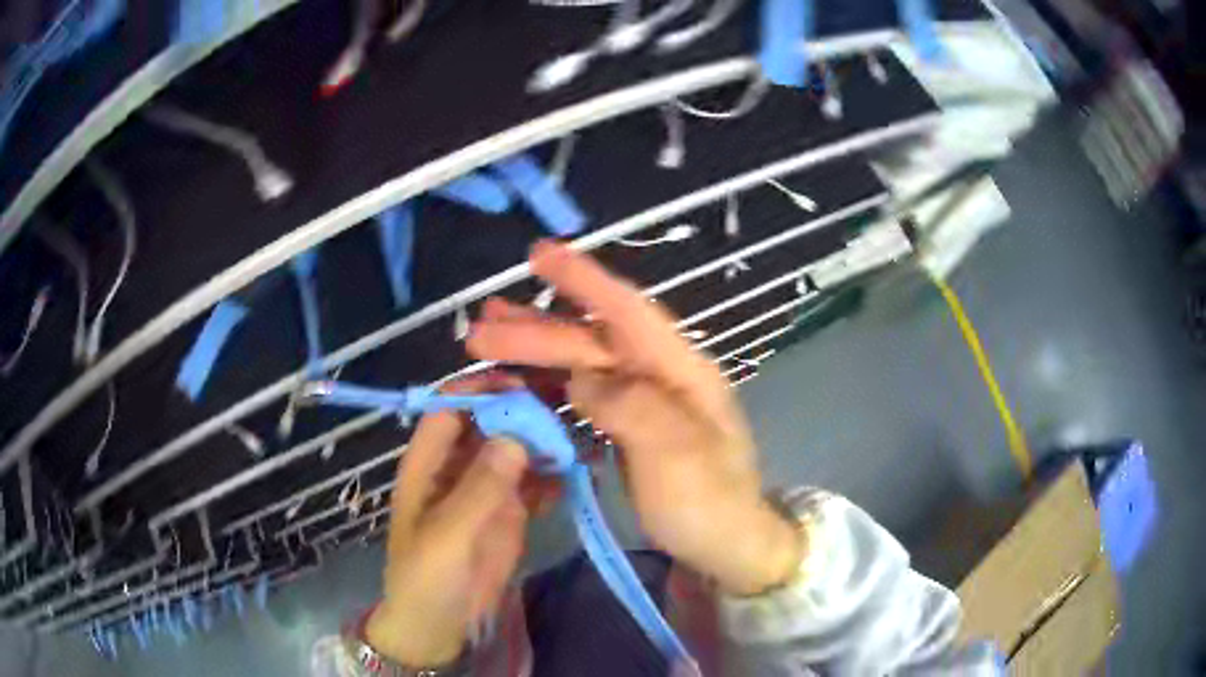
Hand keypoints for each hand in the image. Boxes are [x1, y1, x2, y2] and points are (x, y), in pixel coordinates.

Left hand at [365, 375, 556, 665]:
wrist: (440, 627)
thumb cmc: (427, 578)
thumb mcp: (446, 536)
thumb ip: (479, 489)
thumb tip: (515, 437)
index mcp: (429, 463)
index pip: (449, 408)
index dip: (479, 389)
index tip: (521, 383)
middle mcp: (459, 467)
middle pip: (489, 422)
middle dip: (522, 410)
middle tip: (565, 404)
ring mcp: (487, 489)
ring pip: (516, 449)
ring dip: (545, 440)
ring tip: (580, 434)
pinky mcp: (511, 512)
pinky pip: (535, 482)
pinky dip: (555, 475)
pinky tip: (579, 472)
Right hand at [467, 241, 800, 595]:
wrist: (727, 547)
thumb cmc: (708, 503)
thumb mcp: (676, 454)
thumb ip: (630, 406)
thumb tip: (582, 377)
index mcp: (681, 371)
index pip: (629, 312)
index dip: (585, 280)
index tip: (539, 255)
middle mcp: (661, 376)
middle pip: (593, 341)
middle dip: (537, 331)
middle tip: (479, 330)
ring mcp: (644, 404)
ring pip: (583, 365)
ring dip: (536, 352)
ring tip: (487, 341)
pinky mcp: (629, 429)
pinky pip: (583, 398)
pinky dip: (549, 388)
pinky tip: (521, 385)